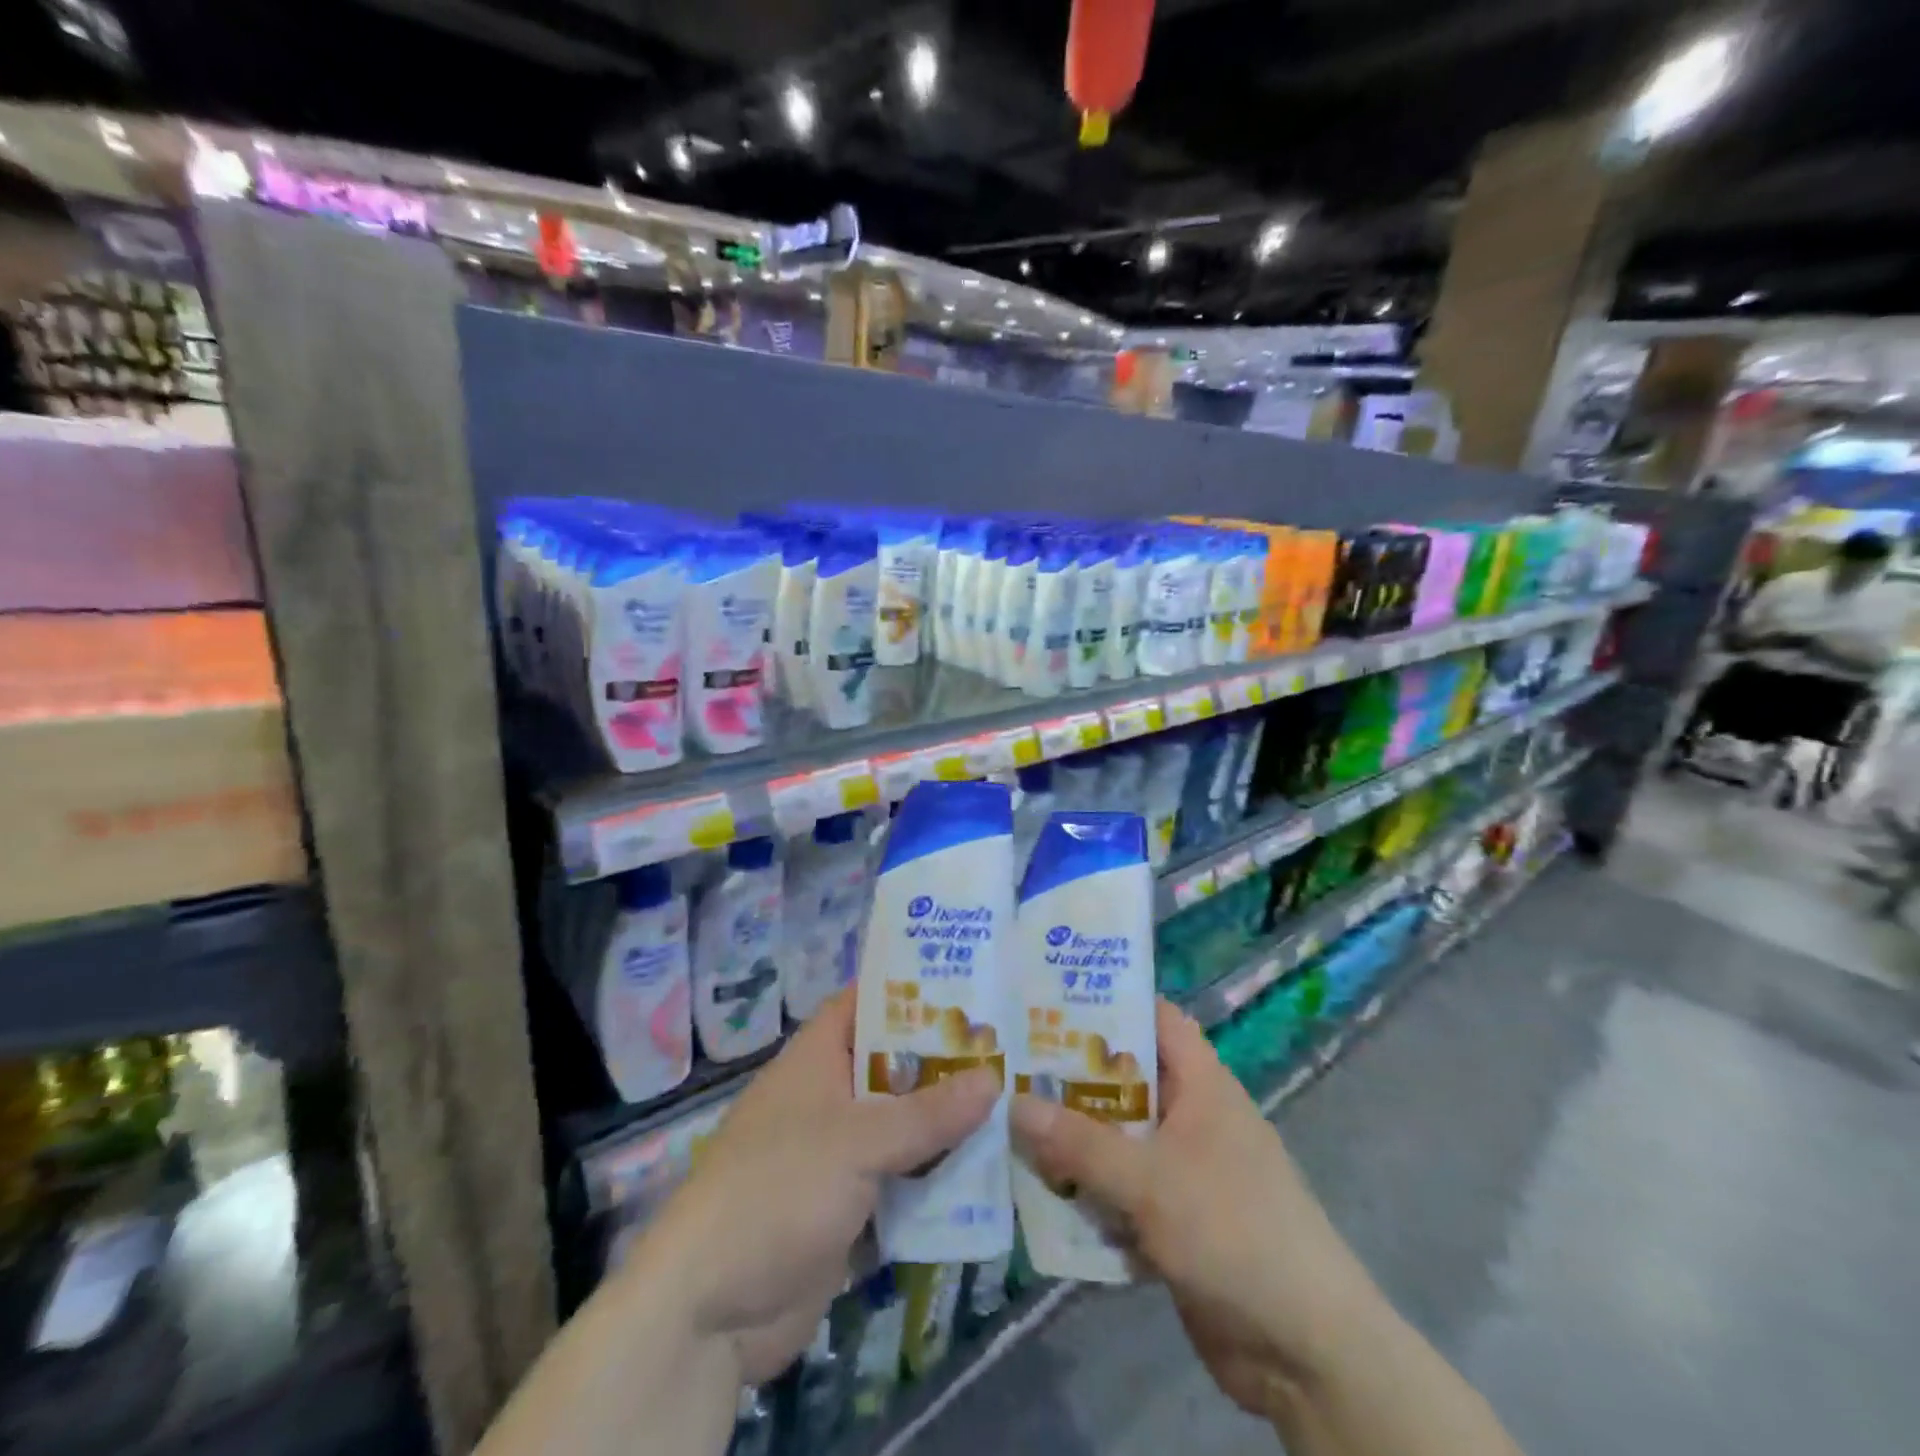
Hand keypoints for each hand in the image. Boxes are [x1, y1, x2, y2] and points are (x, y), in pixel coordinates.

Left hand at [629, 987, 998, 1383]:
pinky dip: (937, 1175)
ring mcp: (838, 1154)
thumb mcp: (858, 1142)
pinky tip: (990, 1170)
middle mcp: (828, 1097)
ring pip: (903, 1124)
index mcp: (817, 1059)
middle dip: (945, 1059)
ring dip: (948, 1122)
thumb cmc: (778, 1191)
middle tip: (1011, 1046)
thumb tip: (994, 1079)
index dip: (910, 988)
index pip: (865, 1003)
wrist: (710, 1311)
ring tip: (1016, 1100)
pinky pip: (902, 1178)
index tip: (968, 981)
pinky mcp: (849, 1207)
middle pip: (894, 1066)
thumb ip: (928, 1113)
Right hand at [1009, 1000, 1386, 1422]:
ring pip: (1118, 1139)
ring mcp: (1185, 1171)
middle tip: (1008, 1064)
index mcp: (1202, 1085)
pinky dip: (1088, 1191)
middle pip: (1126, 1081)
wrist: (1306, 1352)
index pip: (1155, 1019)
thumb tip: (1012, 1103)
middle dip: (1072, 1077)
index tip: (1049, 998)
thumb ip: (1079, 1143)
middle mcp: (1192, 1118)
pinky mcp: (1175, 1220)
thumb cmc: (1233, 1232)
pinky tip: (1039, 1193)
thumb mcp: (1150, 1181)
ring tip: (1007, 1122)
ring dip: (1072, 1140)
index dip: (1109, 1002)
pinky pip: (1121, 1191)